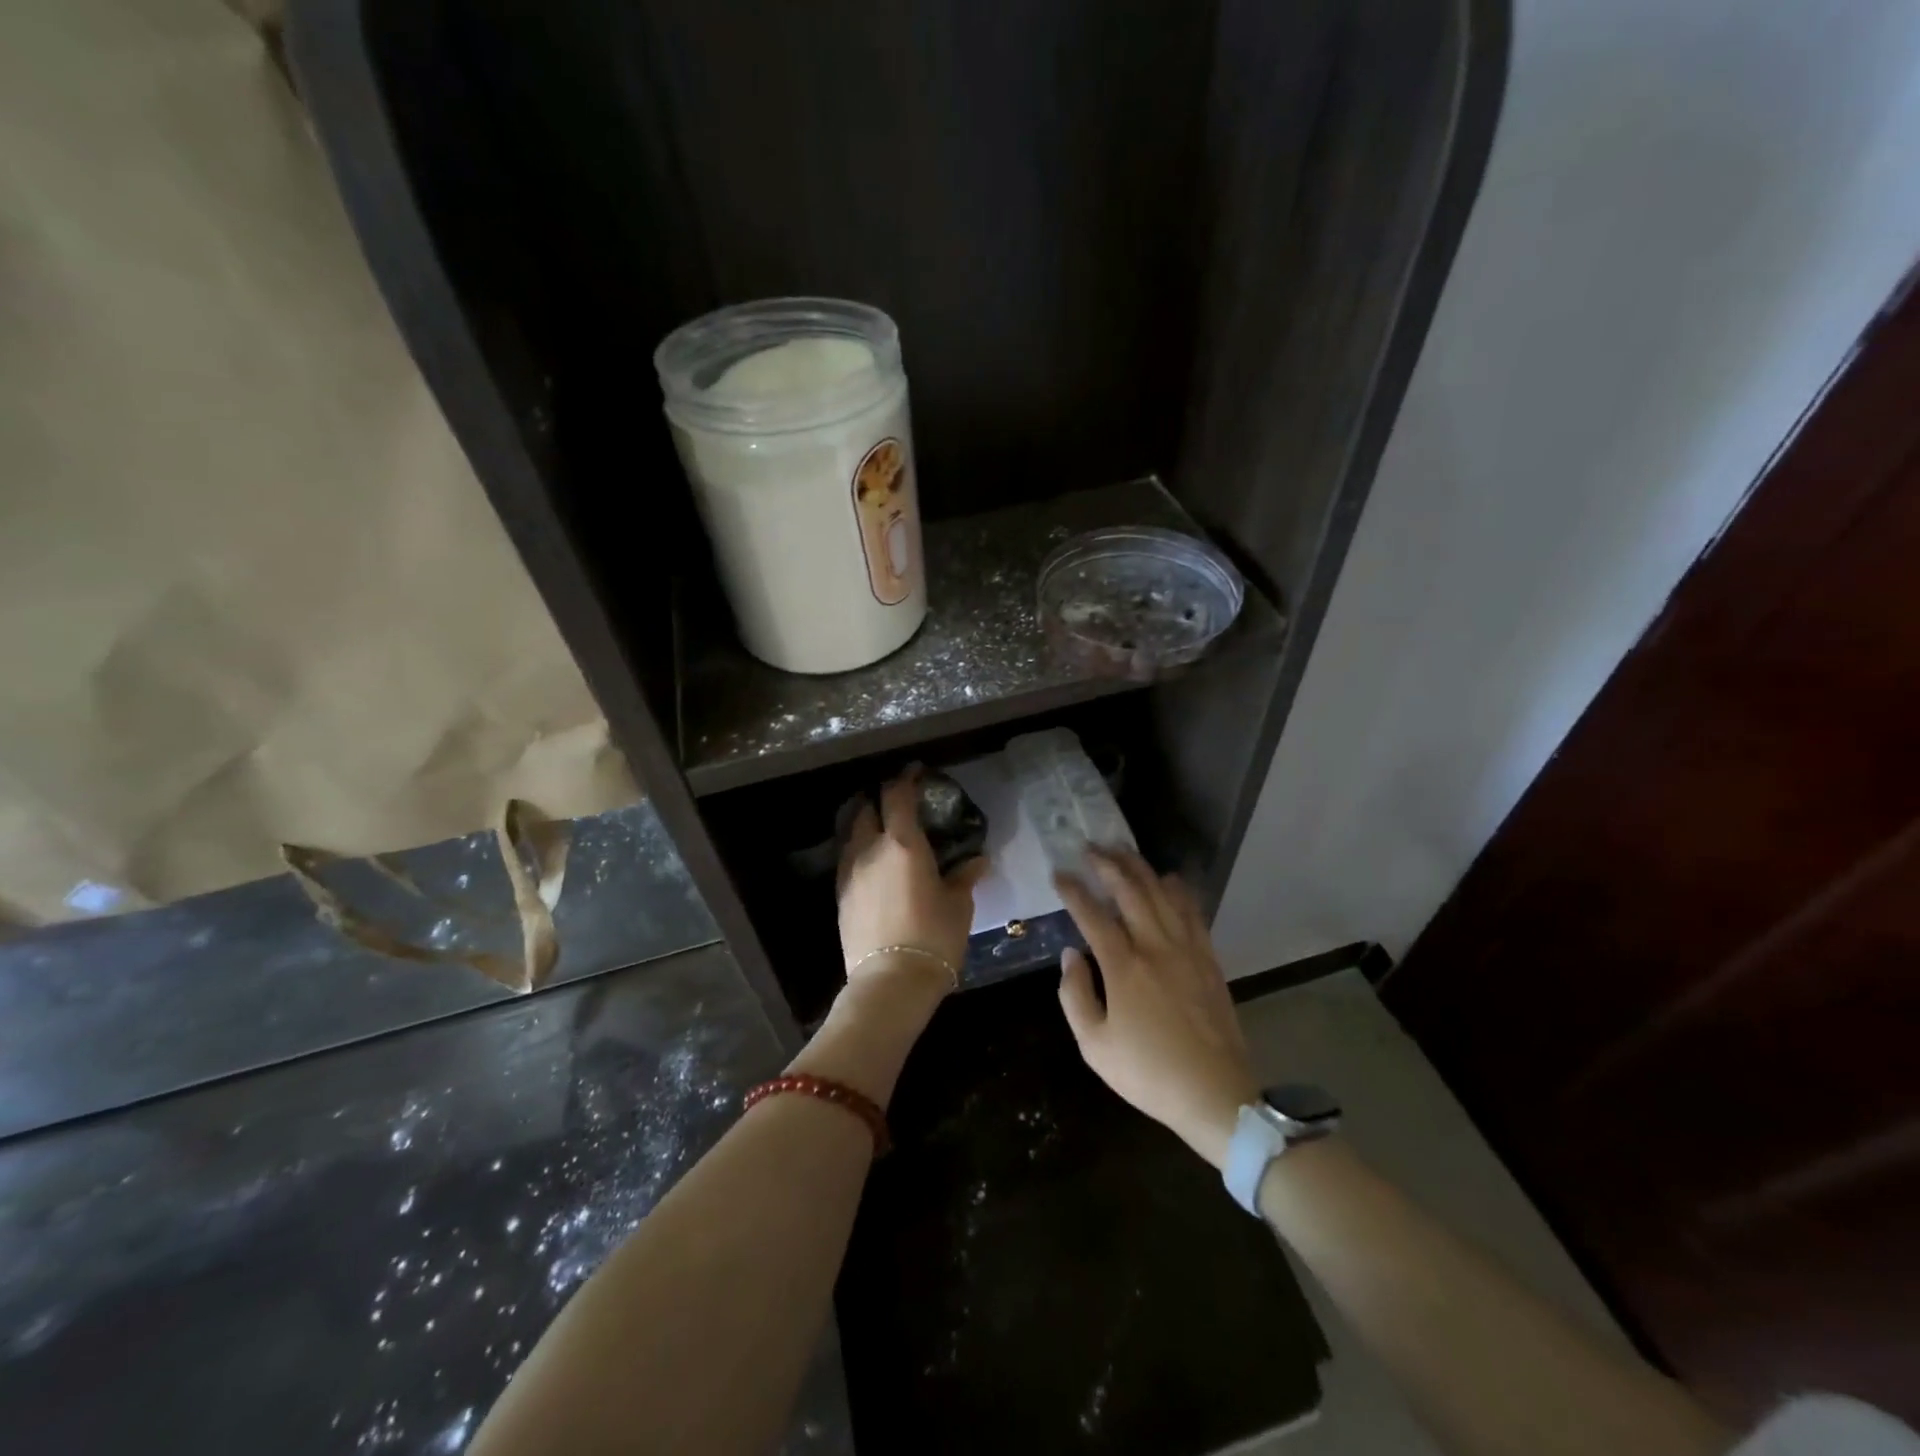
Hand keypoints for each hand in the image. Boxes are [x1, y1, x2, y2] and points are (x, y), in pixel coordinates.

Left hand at [837, 768, 988, 993]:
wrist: (890, 981)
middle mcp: (870, 849)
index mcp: (903, 844)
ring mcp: (850, 872)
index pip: (898, 796)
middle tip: (897, 802)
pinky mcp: (841, 895)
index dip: (905, 778)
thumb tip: (979, 860)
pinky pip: (848, 859)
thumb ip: (964, 876)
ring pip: (851, 833)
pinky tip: (873, 864)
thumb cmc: (933, 936)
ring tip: (882, 829)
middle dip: (879, 798)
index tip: (914, 771)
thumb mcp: (958, 904)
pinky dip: (859, 850)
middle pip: (866, 808)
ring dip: (865, 823)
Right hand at [1054, 849, 1259, 1168]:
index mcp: (1124, 966)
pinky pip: (1192, 912)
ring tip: (1123, 851)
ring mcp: (1187, 949)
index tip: (1059, 874)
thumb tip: (1070, 955)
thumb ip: (1075, 995)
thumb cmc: (1148, 1073)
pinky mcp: (1208, 958)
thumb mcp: (1094, 1046)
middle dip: (1107, 865)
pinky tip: (1169, 879)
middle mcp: (1156, 946)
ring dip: (1140, 868)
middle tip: (1090, 848)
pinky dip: (1178, 890)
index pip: (1092, 916)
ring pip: (1162, 894)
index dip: (1073, 891)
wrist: (1216, 1095)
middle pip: (1130, 892)